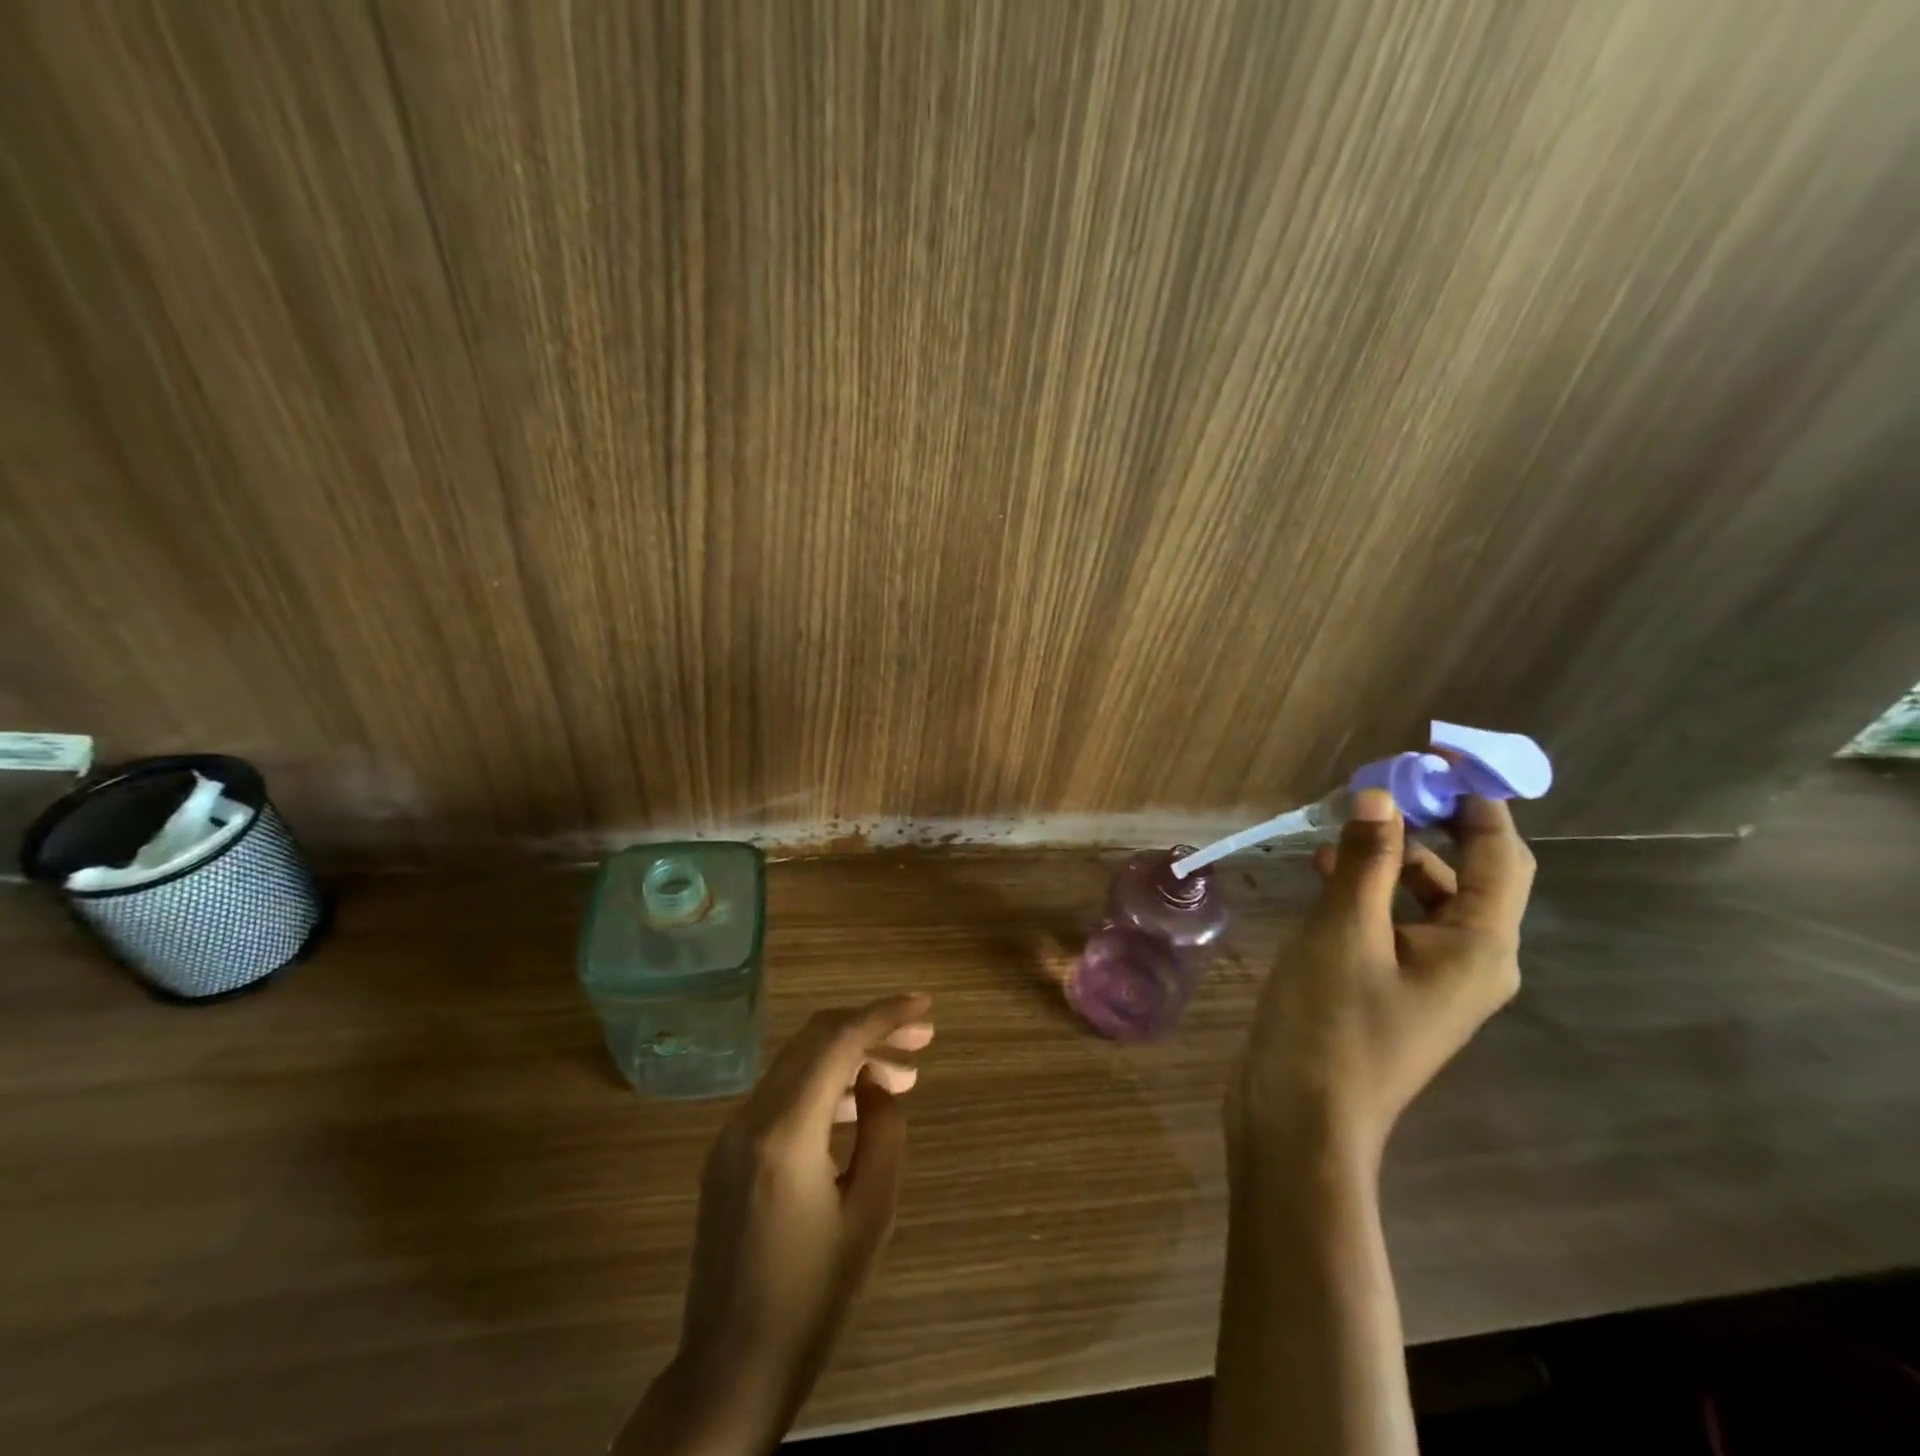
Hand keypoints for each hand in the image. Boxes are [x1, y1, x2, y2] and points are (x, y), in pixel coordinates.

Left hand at [618, 994, 934, 1455]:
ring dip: (849, 1056)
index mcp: (785, 1133)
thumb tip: (877, 1081)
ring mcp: (732, 1133)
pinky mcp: (728, 1152)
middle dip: (870, 1027)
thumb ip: (883, 1132)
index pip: (837, 1042)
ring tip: (903, 1075)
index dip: (884, 1014)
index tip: (925, 1006)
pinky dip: (823, 1083)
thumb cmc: (812, 1300)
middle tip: (922, 1037)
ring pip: (798, 1063)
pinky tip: (858, 1105)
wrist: (729, 1371)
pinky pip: (782, 1094)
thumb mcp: (870, 1215)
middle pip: (814, 1040)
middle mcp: (750, 1118)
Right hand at [1229, 790, 1533, 1173]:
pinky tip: (1325, 876)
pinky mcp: (1392, 991)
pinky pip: (1393, 925)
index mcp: (1479, 948)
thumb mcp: (1344, 929)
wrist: (1302, 1117)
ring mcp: (1430, 981)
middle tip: (1371, 791)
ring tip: (1333, 834)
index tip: (1440, 761)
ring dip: (1386, 861)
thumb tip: (1380, 795)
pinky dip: (1368, 893)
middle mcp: (1470, 963)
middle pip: (1462, 876)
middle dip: (1421, 829)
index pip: (1501, 857)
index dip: (1478, 804)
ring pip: (1422, 901)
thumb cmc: (1331, 1021)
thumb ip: (1367, 859)